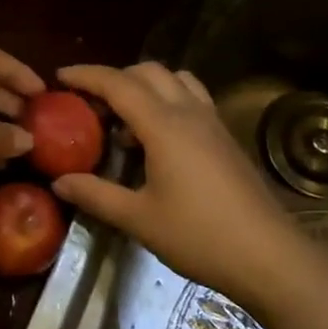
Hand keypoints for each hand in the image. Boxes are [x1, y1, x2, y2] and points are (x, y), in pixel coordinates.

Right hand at [51, 63, 303, 302]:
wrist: (268, 256)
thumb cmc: (199, 236)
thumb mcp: (138, 219)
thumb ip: (96, 194)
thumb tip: (60, 181)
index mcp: (164, 126)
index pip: (119, 84)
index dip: (86, 75)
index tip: (59, 77)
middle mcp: (190, 113)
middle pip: (148, 72)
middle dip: (115, 78)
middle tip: (89, 104)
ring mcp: (213, 123)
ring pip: (176, 80)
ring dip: (145, 86)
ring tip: (125, 120)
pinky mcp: (226, 138)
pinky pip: (192, 100)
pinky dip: (168, 101)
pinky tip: (158, 140)